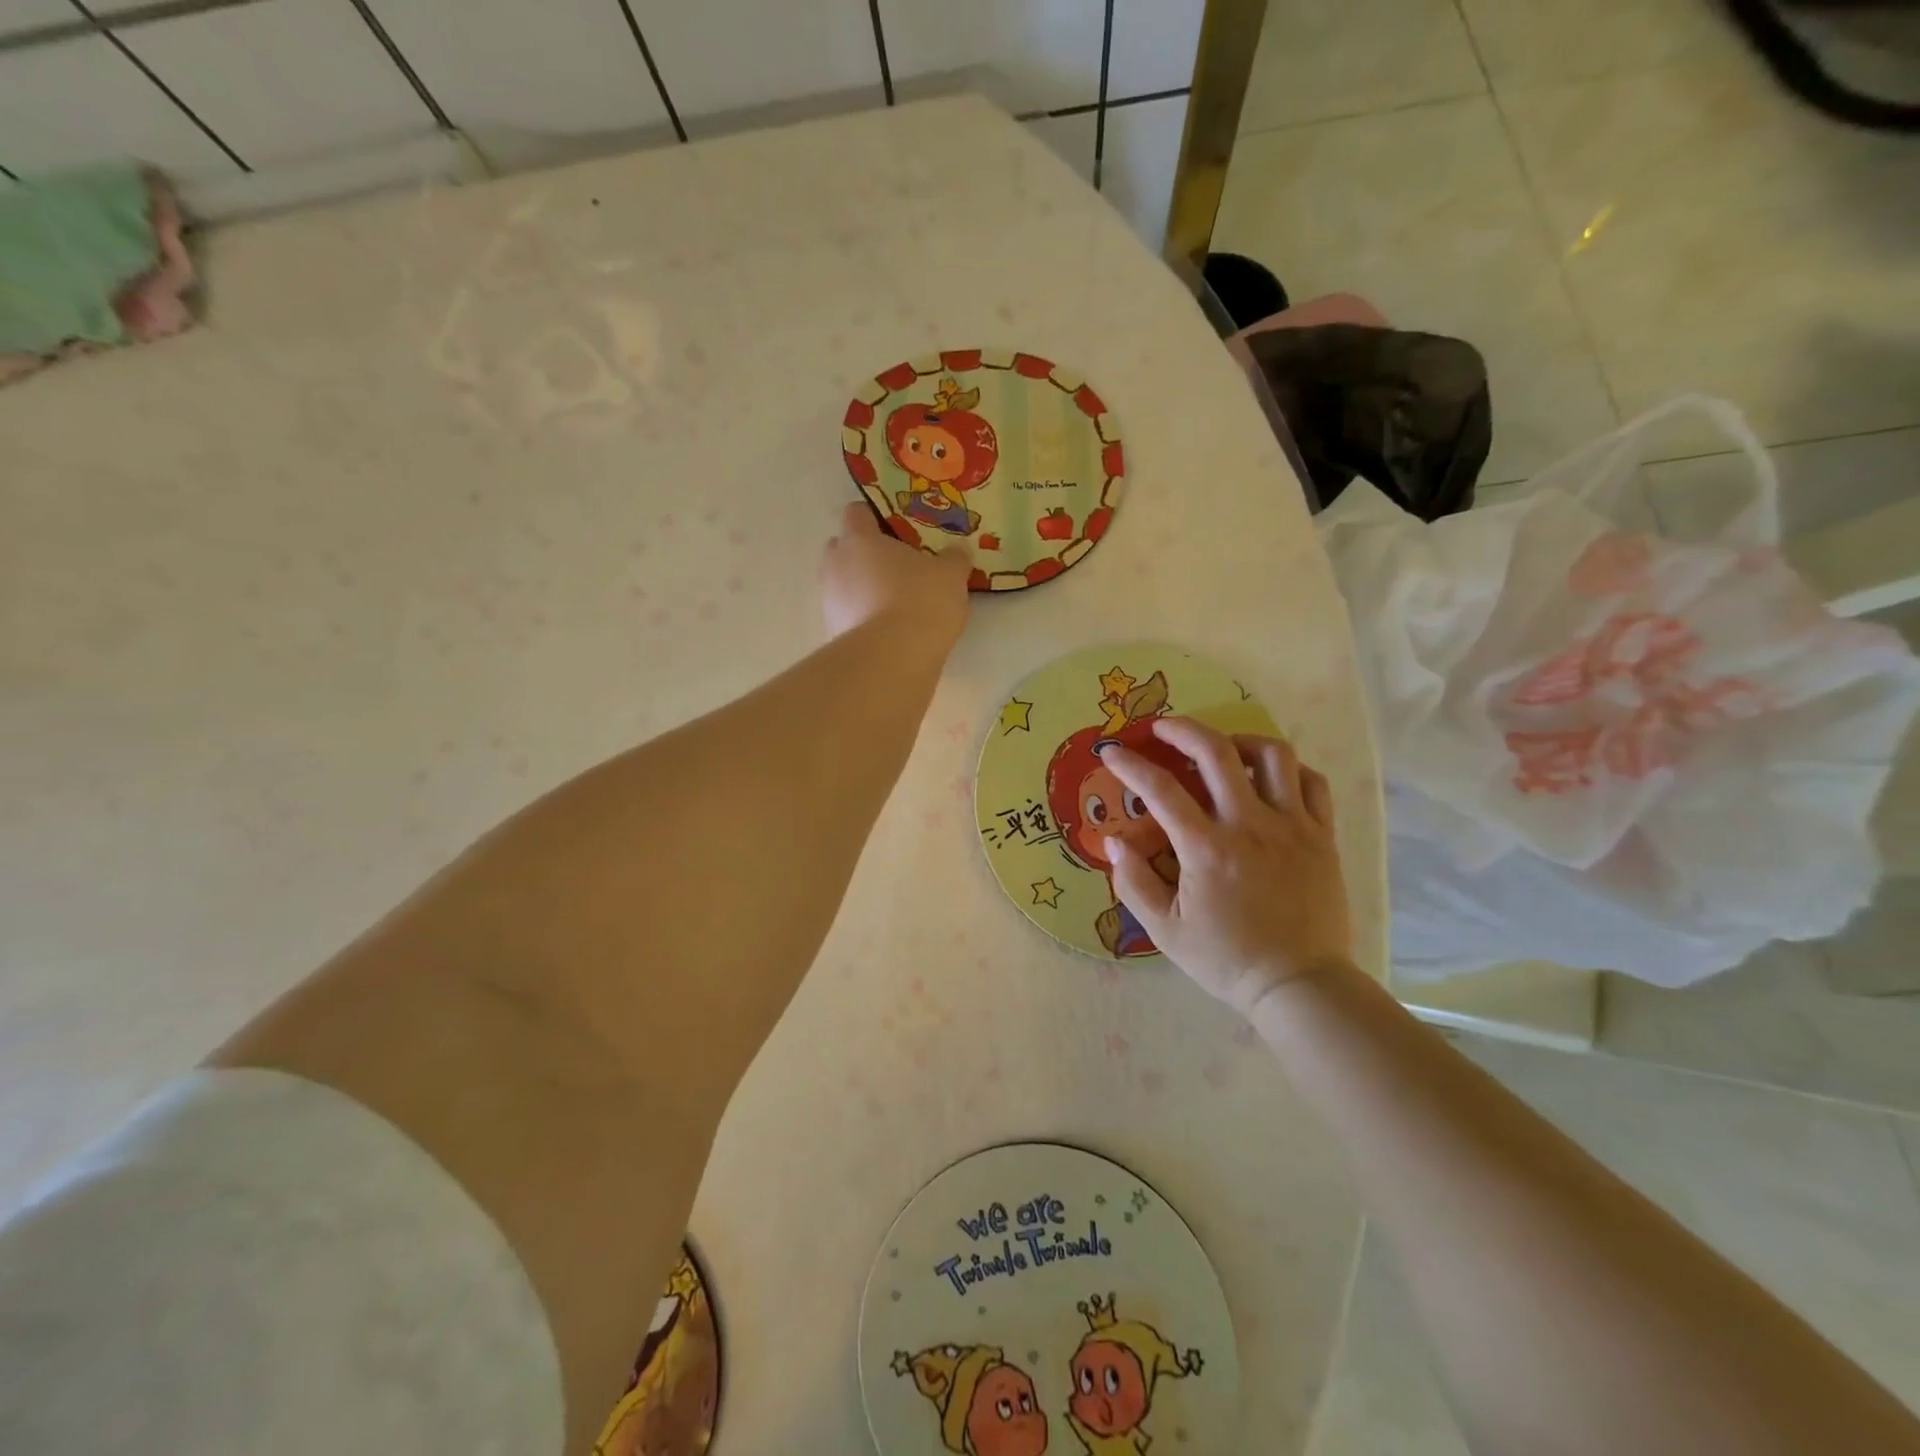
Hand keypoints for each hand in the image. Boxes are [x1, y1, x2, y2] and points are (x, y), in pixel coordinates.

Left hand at [819, 501, 971, 642]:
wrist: (892, 660)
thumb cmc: (920, 602)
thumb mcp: (951, 575)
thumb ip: (954, 559)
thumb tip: (956, 552)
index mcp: (859, 539)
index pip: (856, 513)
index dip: (875, 518)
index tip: (897, 530)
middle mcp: (835, 565)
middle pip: (844, 550)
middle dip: (866, 556)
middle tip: (898, 568)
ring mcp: (829, 602)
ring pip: (844, 585)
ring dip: (863, 590)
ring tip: (896, 605)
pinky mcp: (832, 635)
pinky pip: (848, 617)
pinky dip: (863, 620)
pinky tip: (889, 633)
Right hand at [1100, 718, 1354, 1016]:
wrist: (1300, 985)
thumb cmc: (1227, 959)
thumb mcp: (1165, 931)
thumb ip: (1133, 882)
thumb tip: (1112, 841)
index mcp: (1207, 849)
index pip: (1160, 790)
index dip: (1130, 765)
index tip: (1112, 752)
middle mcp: (1251, 825)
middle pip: (1217, 752)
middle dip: (1182, 729)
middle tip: (1162, 728)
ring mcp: (1293, 826)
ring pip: (1273, 755)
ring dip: (1239, 741)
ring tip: (1221, 749)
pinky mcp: (1322, 835)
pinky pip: (1311, 782)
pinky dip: (1287, 769)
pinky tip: (1268, 777)